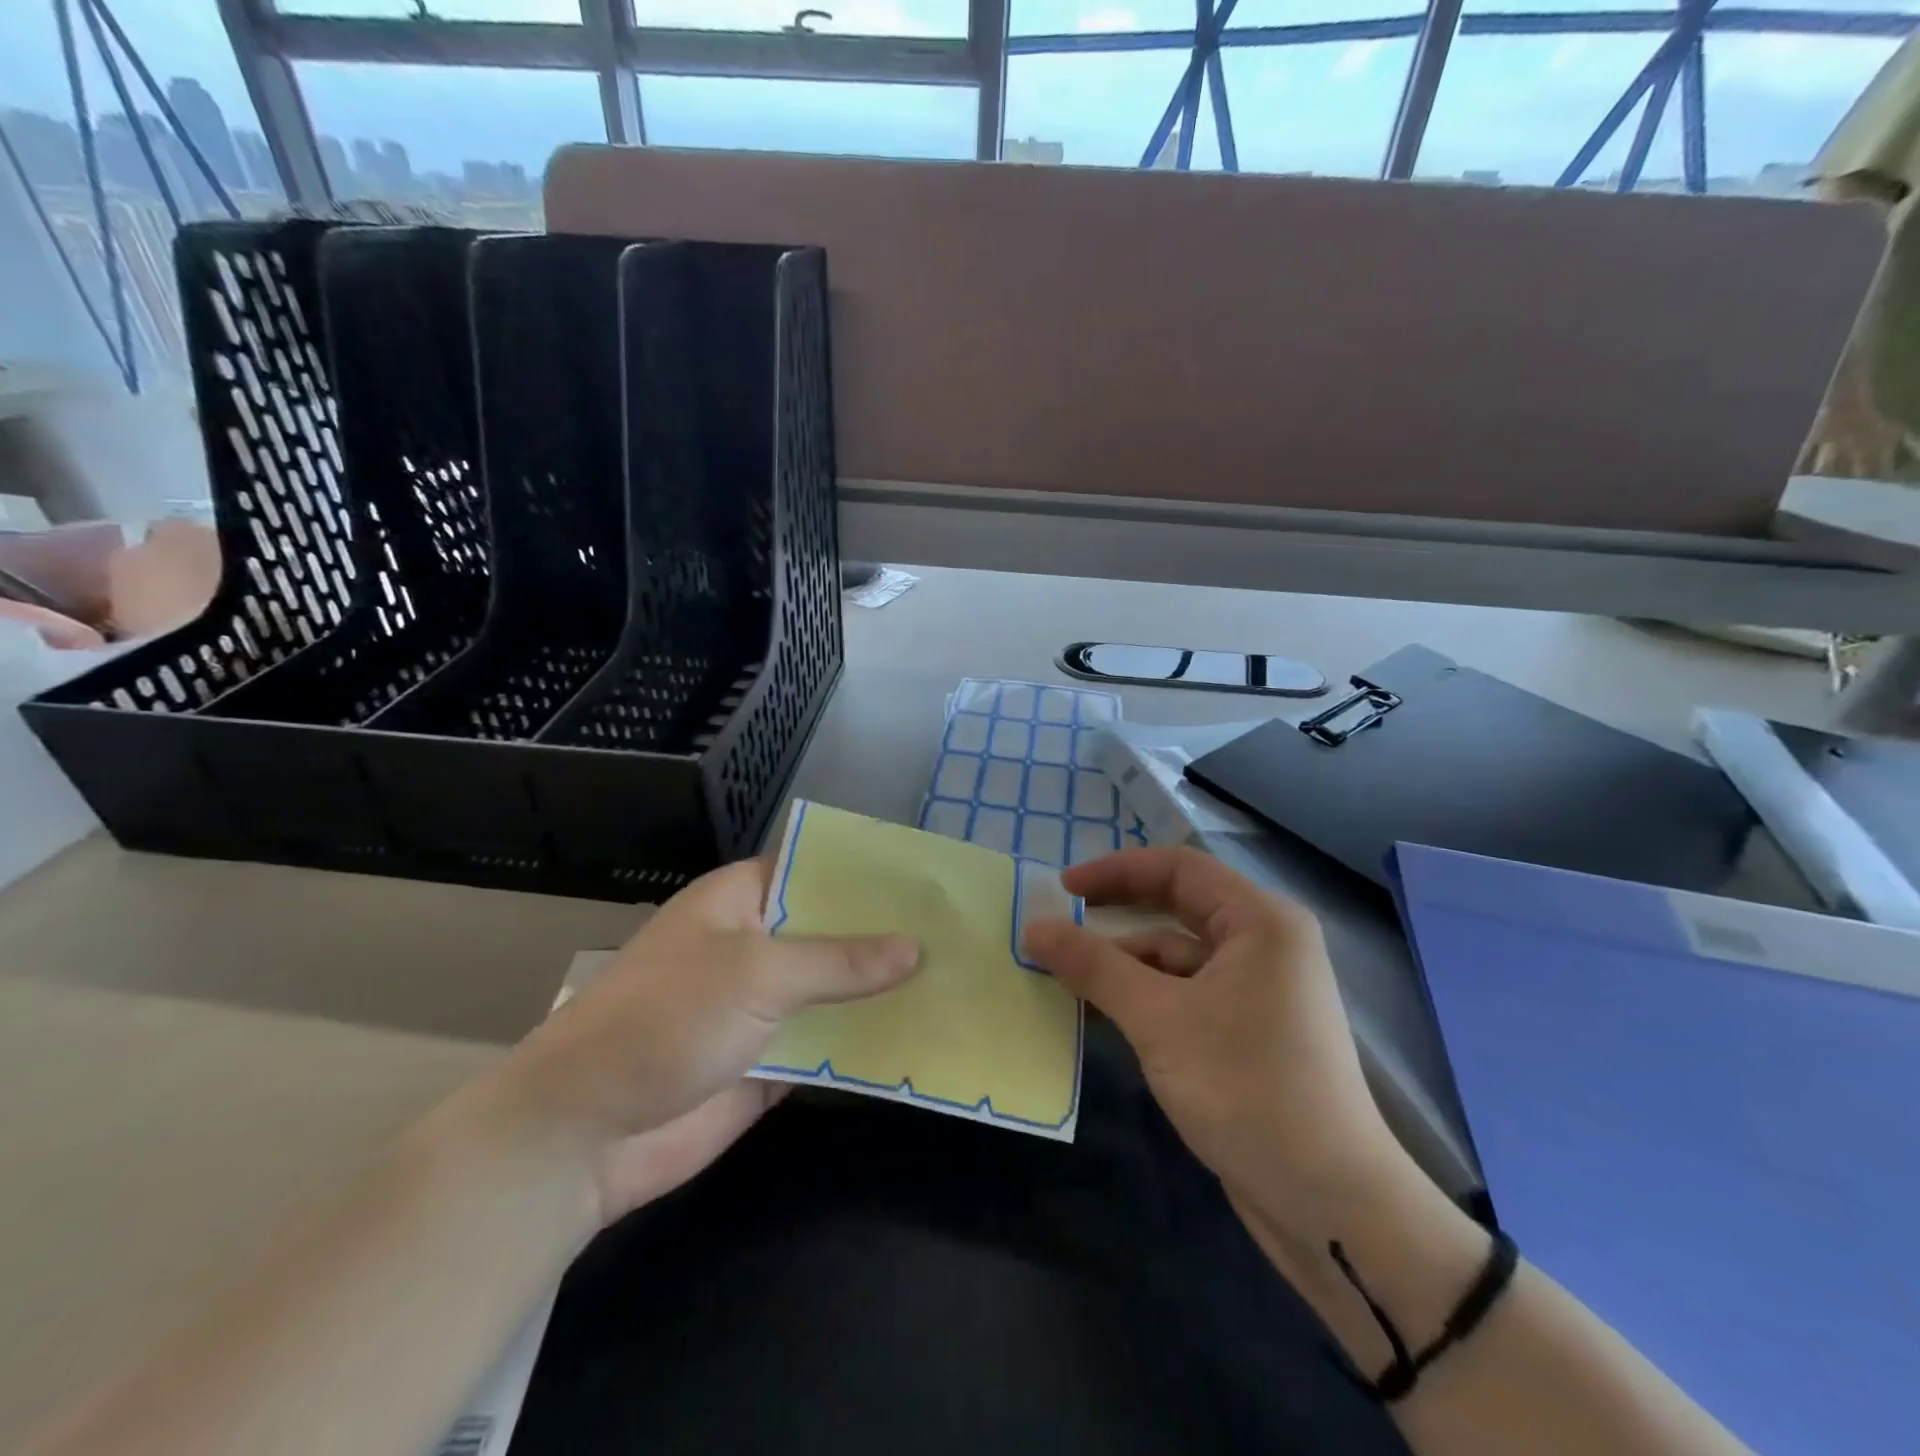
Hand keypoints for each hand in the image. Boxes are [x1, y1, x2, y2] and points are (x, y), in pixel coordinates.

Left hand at [496, 858, 918, 1221]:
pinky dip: (867, 1044)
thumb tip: (916, 947)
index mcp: (741, 900)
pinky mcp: (771, 1061)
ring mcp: (763, 1006)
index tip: (929, 877)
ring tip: (959, 982)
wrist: (584, 1136)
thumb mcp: (757, 974)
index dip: (869, 872)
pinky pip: (829, 1045)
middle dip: (888, 936)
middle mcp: (755, 945)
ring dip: (883, 992)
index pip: (815, 867)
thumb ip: (839, 960)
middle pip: (833, 931)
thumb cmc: (666, 1021)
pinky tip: (924, 1039)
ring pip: (836, 991)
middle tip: (962, 933)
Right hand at [1023, 848, 1411, 1251]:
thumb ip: (1094, 967)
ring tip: (1064, 979)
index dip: (1116, 871)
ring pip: (1177, 958)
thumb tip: (1034, 928)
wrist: (1331, 1206)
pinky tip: (1100, 1016)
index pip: (1179, 868)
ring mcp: (1259, 991)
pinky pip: (1185, 995)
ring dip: (1123, 965)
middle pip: (1176, 909)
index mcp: (1260, 921)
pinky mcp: (1249, 1033)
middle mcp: (1264, 944)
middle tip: (1057, 928)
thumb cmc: (1248, 1089)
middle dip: (1115, 918)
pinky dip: (1143, 998)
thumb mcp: (1159, 1020)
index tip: (1062, 890)